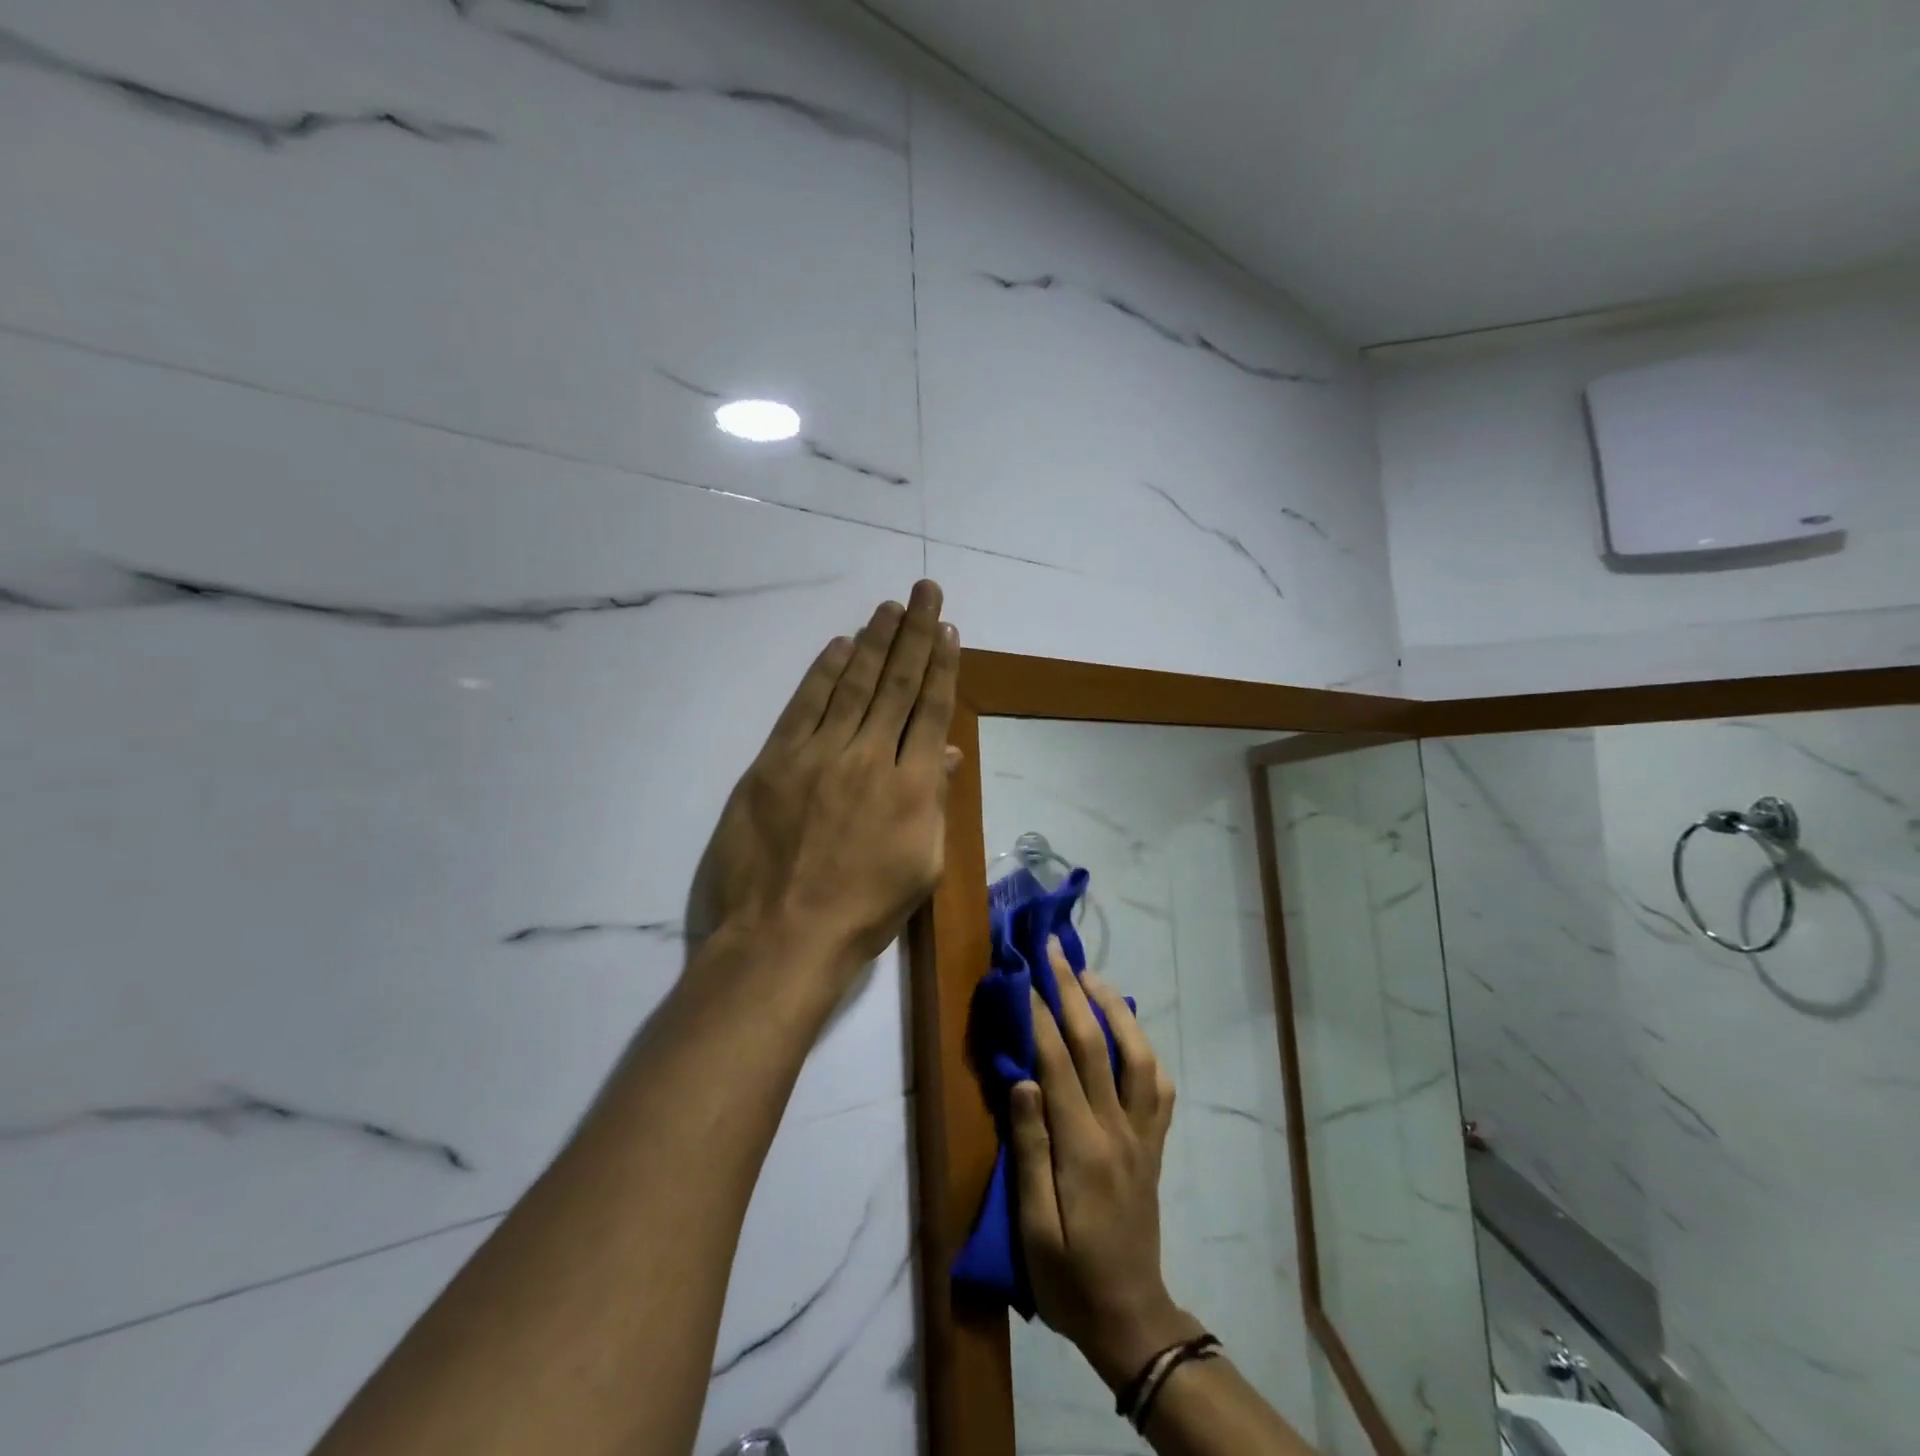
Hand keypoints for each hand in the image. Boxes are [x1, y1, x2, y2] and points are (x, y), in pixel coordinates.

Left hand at [685, 580, 960, 985]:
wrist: (785, 936)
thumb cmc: (863, 912)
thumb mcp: (921, 866)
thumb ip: (933, 802)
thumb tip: (944, 752)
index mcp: (912, 786)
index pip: (931, 709)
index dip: (942, 666)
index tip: (949, 629)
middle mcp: (871, 757)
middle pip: (896, 684)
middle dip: (914, 634)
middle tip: (924, 590)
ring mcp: (820, 755)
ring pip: (853, 685)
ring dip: (874, 642)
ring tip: (890, 607)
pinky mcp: (776, 762)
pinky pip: (804, 706)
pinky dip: (822, 673)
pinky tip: (839, 645)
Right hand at [1009, 942, 1201, 1388]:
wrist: (1130, 1316)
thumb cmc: (1068, 1275)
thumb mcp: (1033, 1226)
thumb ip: (1030, 1148)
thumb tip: (1023, 1080)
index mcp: (1083, 1148)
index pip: (1057, 1063)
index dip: (1039, 1014)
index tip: (1023, 972)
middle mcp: (1119, 1130)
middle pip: (1096, 1045)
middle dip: (1073, 990)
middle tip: (1055, 948)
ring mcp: (1143, 1135)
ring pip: (1137, 1055)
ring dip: (1114, 1008)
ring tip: (1092, 975)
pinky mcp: (1154, 1144)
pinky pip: (1159, 1087)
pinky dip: (1145, 1048)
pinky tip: (1129, 1031)